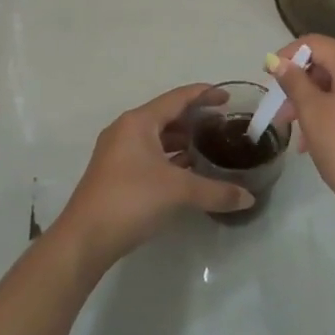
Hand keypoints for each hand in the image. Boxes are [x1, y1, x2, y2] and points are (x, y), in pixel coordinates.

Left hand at [52, 84, 253, 270]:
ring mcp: (118, 153)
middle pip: (166, 116)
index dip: (204, 95)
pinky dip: (170, 158)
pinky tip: (188, 171)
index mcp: (138, 122)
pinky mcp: (116, 173)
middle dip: (194, 119)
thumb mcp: (178, 192)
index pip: (177, 98)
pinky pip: (149, 155)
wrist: (85, 239)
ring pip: (157, 138)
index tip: (228, 97)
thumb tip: (249, 198)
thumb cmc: (131, 200)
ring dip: (182, 140)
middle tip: (223, 125)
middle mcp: (126, 130)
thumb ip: (216, 191)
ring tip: (210, 147)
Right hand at [266, 35, 334, 236]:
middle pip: (328, 63)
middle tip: (279, 112)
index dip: (286, 56)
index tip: (267, 79)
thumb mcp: (313, 113)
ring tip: (294, 133)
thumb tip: (278, 61)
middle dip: (300, 84)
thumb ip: (294, 82)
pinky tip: (316, 140)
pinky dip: (333, 111)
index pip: (314, 43)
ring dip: (314, 102)